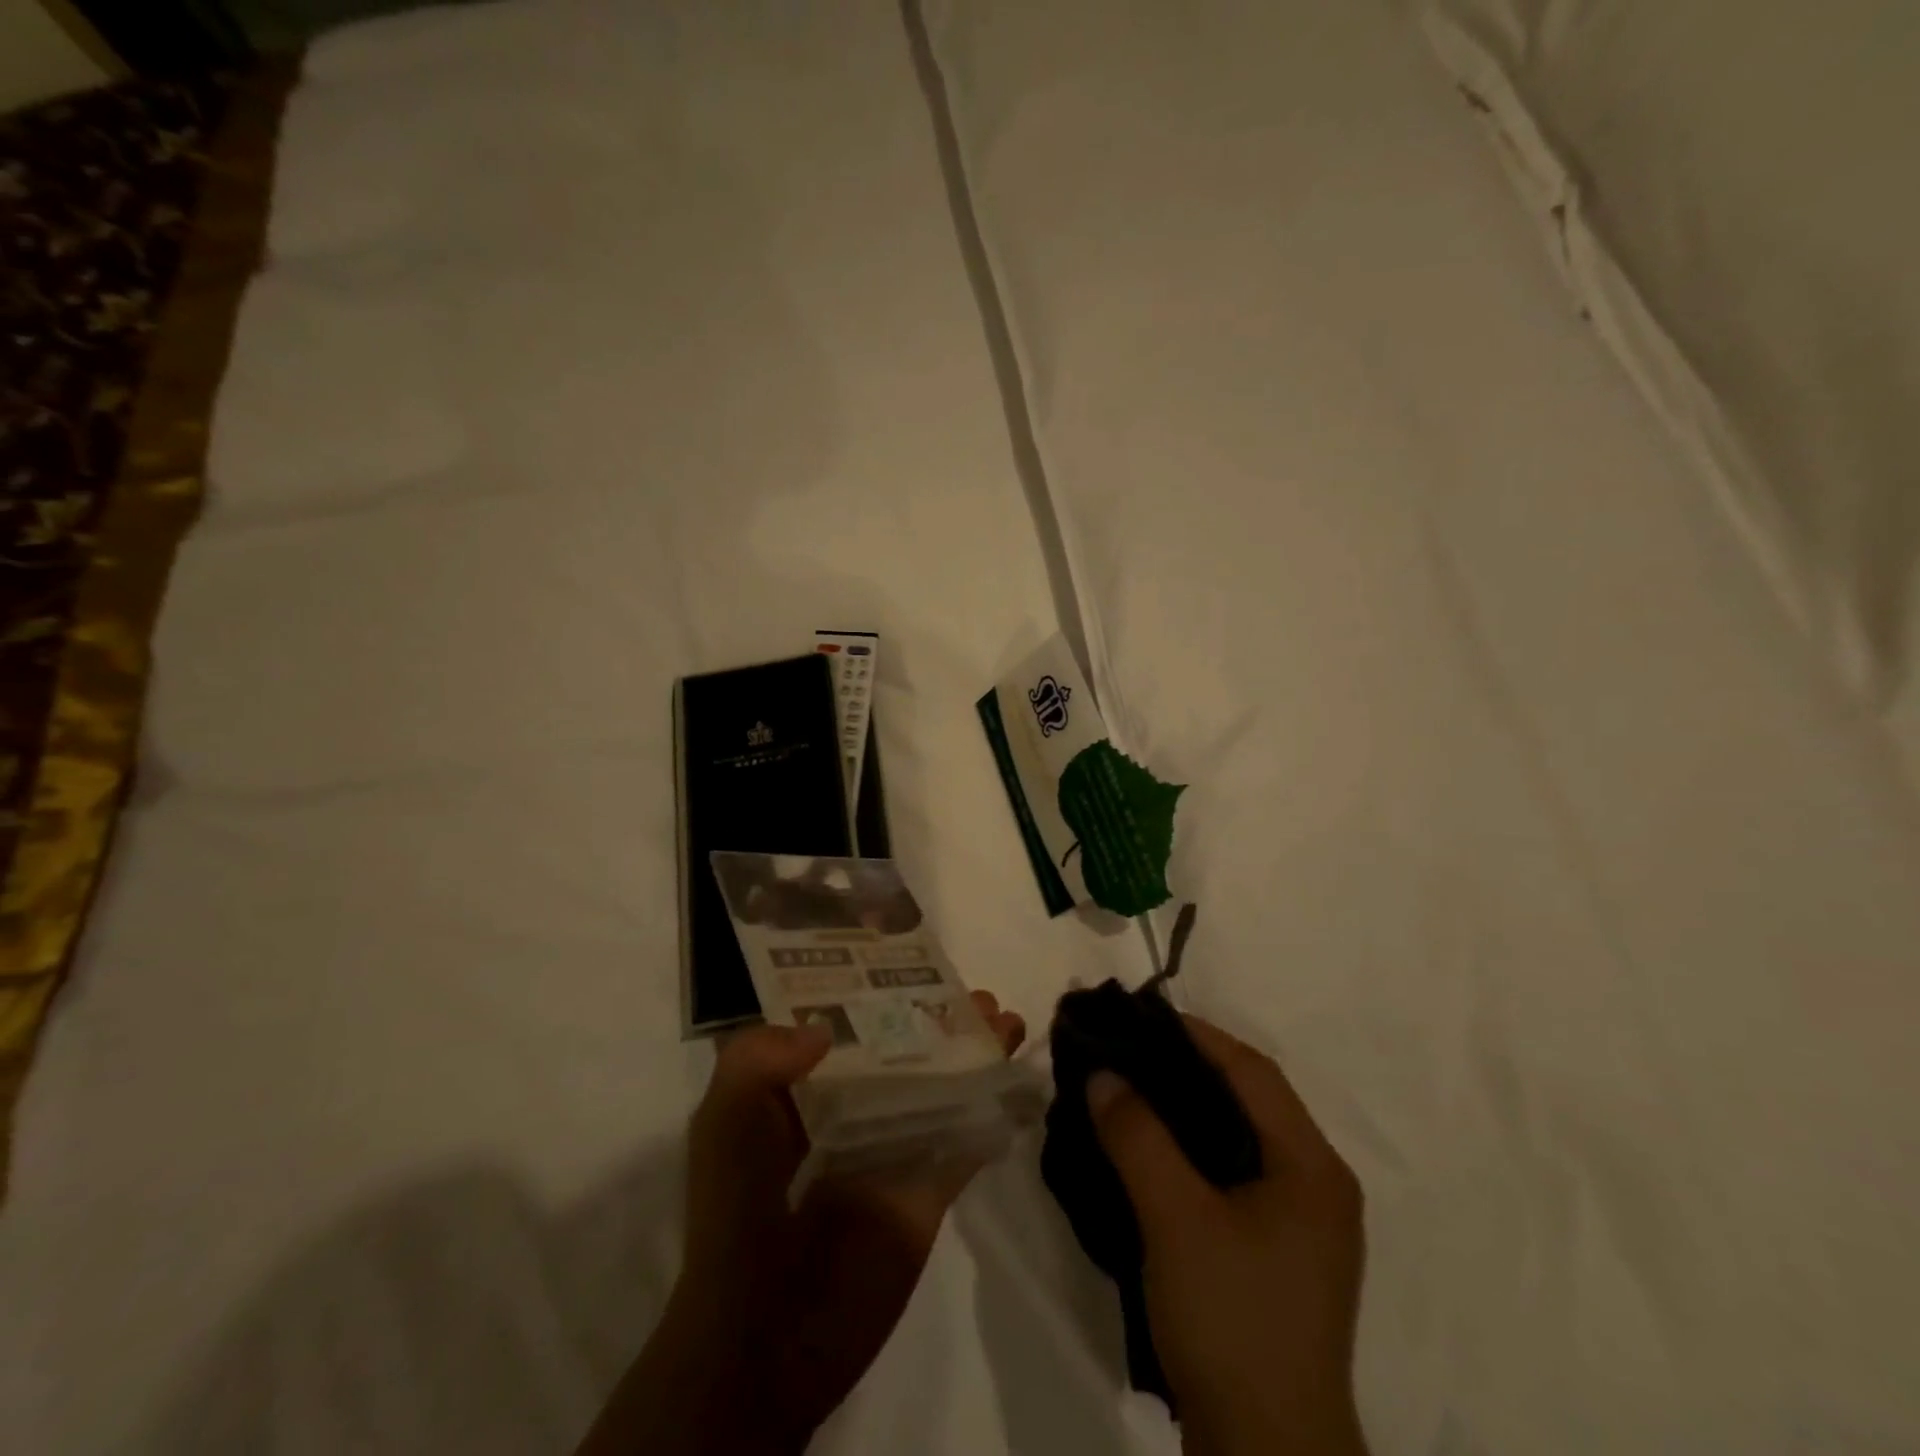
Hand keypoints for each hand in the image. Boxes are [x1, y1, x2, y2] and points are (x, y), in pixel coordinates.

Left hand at [579, 992, 1026, 1455]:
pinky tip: (1018, 1081)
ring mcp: (891, 1150)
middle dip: (941, 1018)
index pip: (844, 1025)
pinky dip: (992, 1111)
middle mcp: (849, 1111)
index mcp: (801, 1091)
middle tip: (980, 995)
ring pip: (942, 1086)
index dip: (878, 992)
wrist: (764, 1342)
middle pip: (905, 1050)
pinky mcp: (926, 1191)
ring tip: (1009, 1022)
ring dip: (976, 1054)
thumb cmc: (738, 1217)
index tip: (913, 961)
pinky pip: (965, 1141)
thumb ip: (755, 1060)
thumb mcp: (723, 1124)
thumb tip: (824, 1030)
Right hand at [1087, 1016, 1367, 1455]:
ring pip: (1239, 1137)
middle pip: (1249, 1100)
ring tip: (1132, 1087)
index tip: (1141, 1015)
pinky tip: (1152, 1149)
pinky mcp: (1277, 1254)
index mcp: (1312, 1167)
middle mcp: (1317, 1185)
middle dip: (1188, 1066)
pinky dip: (1192, 1148)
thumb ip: (1137, 1136)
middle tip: (1129, 1047)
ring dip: (1188, 1107)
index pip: (1254, 1072)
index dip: (1198, 1034)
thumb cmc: (1232, 1321)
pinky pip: (1233, 1174)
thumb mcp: (1175, 1218)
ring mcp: (1300, 1225)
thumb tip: (1102, 1073)